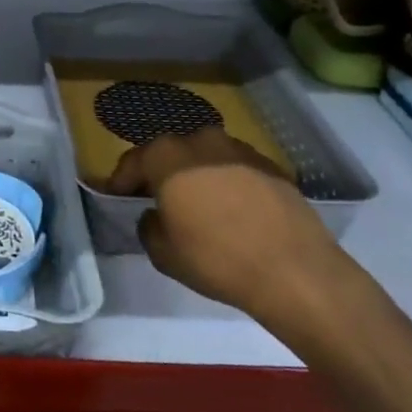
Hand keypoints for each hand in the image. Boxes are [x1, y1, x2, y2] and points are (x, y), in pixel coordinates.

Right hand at [107, 127, 365, 344]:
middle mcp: (201, 141)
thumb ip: (148, 226)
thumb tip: (155, 215)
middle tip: (156, 199)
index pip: (132, 162)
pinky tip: (231, 210)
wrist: (295, 270)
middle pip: (169, 153)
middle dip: (159, 173)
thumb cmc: (217, 259)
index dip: (120, 181)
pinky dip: (225, 183)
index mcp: (167, 156)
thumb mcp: (163, 253)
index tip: (116, 197)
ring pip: (204, 157)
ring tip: (196, 204)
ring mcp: (239, 149)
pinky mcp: (271, 165)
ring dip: (194, 175)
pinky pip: (234, 169)